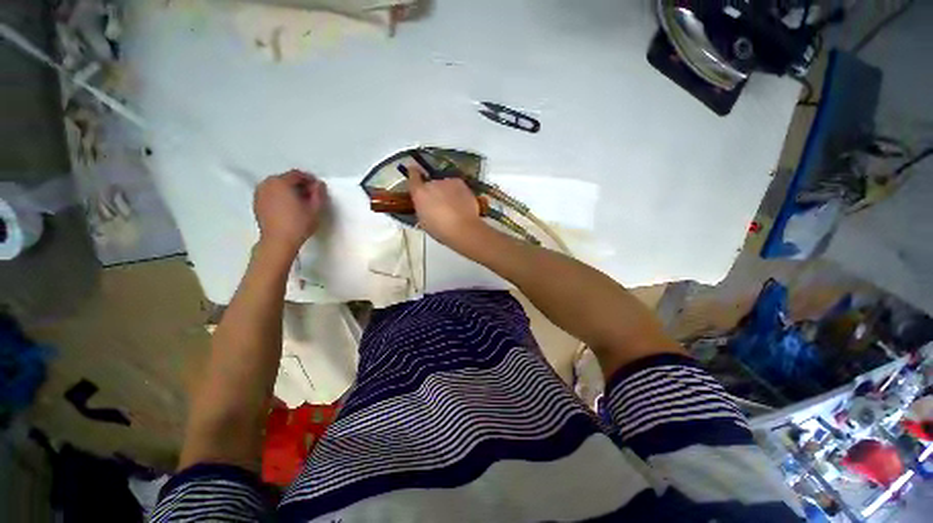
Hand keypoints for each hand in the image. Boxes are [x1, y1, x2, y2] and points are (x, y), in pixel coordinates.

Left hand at [254, 170, 326, 254]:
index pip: (297, 174)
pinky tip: (288, 208)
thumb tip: (319, 184)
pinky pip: (271, 194)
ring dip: (288, 191)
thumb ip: (319, 193)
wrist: (278, 241)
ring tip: (299, 202)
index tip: (318, 188)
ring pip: (277, 186)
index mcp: (281, 182)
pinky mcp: (257, 204)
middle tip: (310, 196)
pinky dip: (280, 197)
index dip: (310, 179)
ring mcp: (259, 193)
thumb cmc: (298, 224)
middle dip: (298, 185)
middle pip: (286, 179)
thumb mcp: (315, 208)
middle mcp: (267, 184)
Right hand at [406, 163, 486, 249]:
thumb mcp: (424, 222)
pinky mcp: (461, 184)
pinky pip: (456, 186)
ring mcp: (448, 182)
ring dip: (446, 191)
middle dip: (433, 191)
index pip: (412, 176)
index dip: (413, 173)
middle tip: (438, 204)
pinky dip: (457, 192)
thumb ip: (422, 209)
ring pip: (444, 184)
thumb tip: (425, 207)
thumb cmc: (440, 230)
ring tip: (452, 205)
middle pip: (431, 183)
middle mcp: (432, 183)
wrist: (463, 228)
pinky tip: (460, 203)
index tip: (413, 170)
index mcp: (419, 193)